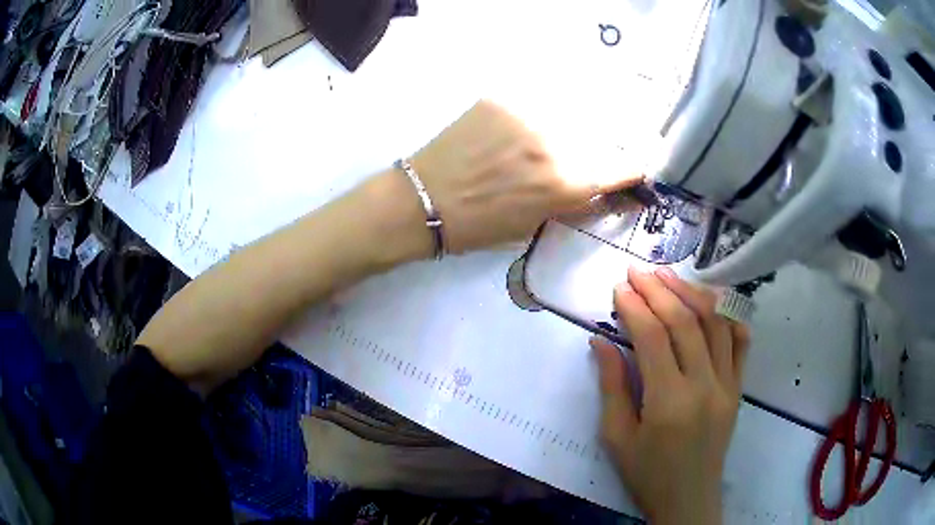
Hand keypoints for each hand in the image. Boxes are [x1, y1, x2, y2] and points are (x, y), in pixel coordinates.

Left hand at [411, 100, 642, 253]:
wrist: (423, 201)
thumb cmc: (479, 226)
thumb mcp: (537, 223)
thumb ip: (573, 200)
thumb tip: (601, 185)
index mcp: (567, 183)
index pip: (623, 165)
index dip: (631, 168)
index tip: (632, 167)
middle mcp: (555, 142)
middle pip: (600, 132)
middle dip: (598, 144)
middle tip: (578, 153)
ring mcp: (527, 115)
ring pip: (569, 109)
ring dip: (568, 122)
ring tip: (543, 138)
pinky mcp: (501, 99)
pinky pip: (533, 100)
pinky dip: (535, 111)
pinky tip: (516, 127)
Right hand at [592, 267, 749, 524]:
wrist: (688, 500)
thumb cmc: (647, 475)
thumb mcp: (617, 437)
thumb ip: (611, 386)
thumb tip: (601, 341)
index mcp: (669, 401)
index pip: (653, 337)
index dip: (635, 307)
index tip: (619, 288)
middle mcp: (704, 385)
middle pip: (685, 322)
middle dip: (660, 291)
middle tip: (639, 272)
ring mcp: (727, 385)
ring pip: (715, 325)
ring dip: (692, 295)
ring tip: (670, 277)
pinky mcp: (738, 389)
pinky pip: (740, 345)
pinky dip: (729, 319)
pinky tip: (714, 304)